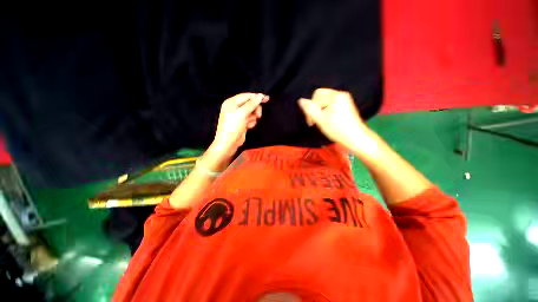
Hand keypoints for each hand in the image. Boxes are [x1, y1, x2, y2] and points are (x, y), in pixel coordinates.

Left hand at [211, 93, 268, 158]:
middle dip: (255, 109)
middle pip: (250, 104)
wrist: (228, 143)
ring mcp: (238, 116)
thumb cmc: (233, 127)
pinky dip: (251, 122)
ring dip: (253, 117)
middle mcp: (235, 108)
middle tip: (258, 115)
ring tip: (249, 123)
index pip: (246, 96)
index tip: (267, 99)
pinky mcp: (242, 123)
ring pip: (251, 112)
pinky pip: (250, 119)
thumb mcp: (242, 113)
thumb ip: (251, 104)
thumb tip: (260, 96)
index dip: (257, 97)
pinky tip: (248, 127)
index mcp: (232, 102)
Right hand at [298, 88, 369, 149]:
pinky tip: (327, 120)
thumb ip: (309, 110)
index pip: (316, 96)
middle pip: (320, 96)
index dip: (310, 108)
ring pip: (324, 101)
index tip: (311, 122)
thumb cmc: (338, 129)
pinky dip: (325, 111)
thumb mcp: (320, 120)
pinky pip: (330, 104)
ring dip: (319, 110)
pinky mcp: (345, 105)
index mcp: (335, 96)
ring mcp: (344, 99)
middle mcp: (340, 94)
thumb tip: (300, 100)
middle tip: (314, 121)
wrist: (356, 138)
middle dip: (315, 108)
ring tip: (321, 122)